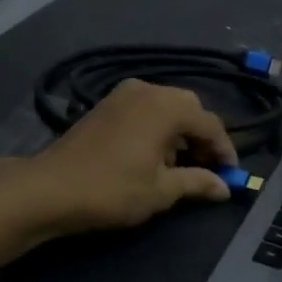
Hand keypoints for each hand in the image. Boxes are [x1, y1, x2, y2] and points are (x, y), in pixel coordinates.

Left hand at [25, 79, 237, 232]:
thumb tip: (225, 188)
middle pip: (190, 109)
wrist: (50, 188)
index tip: (231, 175)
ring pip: (167, 107)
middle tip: (206, 168)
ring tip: (180, 165)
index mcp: (167, 107)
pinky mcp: (107, 104)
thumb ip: (197, 183)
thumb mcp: (161, 190)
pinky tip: (154, 154)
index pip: (211, 124)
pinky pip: (146, 109)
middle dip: (202, 138)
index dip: (225, 151)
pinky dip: (158, 127)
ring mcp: (124, 93)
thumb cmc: (112, 189)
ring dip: (180, 132)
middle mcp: (149, 90)